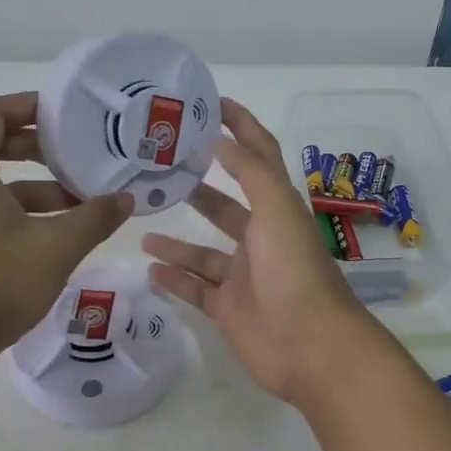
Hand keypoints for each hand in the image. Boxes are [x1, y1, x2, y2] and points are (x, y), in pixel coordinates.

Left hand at [0, 93, 132, 362]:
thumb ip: (94, 218)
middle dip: (36, 151)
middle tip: (76, 159)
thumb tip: (126, 199)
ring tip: (76, 207)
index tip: (61, 115)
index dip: (26, 106)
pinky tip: (50, 240)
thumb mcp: (56, 248)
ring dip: (32, 190)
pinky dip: (15, 215)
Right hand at [141, 98, 372, 402]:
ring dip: (176, 238)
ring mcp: (243, 277)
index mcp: (277, 210)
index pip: (258, 158)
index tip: (210, 104)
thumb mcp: (276, 210)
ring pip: (203, 251)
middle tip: (158, 168)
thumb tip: (221, 139)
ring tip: (141, 221)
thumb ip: (250, 172)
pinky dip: (174, 279)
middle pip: (226, 205)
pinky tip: (148, 267)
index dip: (240, 128)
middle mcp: (261, 240)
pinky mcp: (228, 309)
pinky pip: (195, 289)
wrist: (310, 346)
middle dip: (199, 184)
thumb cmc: (295, 271)